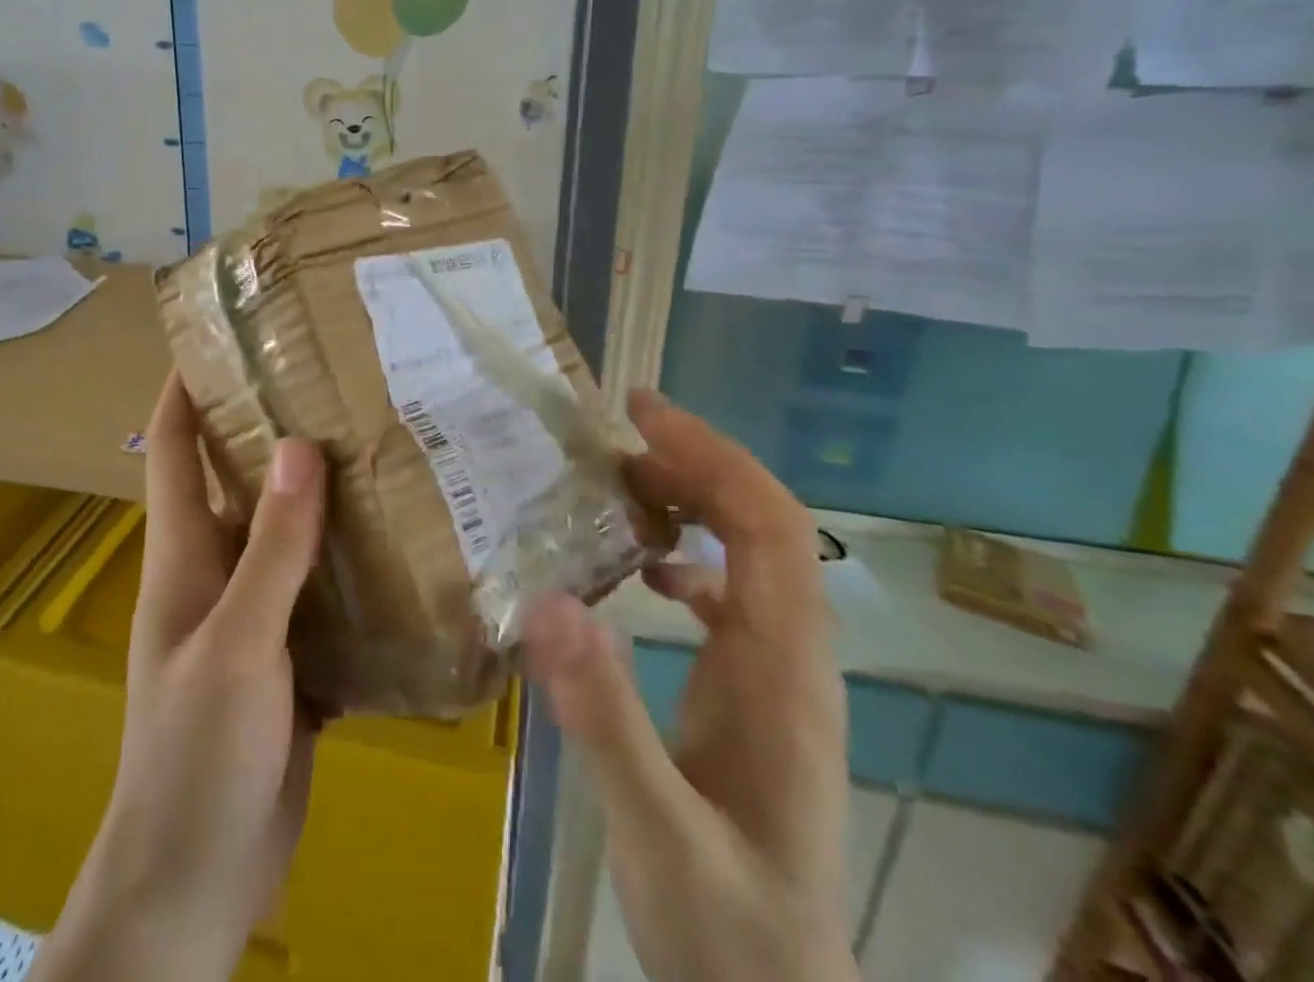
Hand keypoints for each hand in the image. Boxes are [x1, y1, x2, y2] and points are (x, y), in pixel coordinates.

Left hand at [31, 376, 325, 981]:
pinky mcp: (291, 651)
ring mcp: (255, 611)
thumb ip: (272, 550)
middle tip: (340, 379)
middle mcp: (218, 568)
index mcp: (185, 552)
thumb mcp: (237, 645)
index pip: (173, 444)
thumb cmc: (196, 756)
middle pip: (241, 476)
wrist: (198, 882)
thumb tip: (299, 445)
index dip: (187, 384)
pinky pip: (322, 586)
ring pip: (289, 530)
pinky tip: (404, 538)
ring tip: (385, 442)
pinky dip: (352, 558)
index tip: (227, 335)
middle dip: (277, 426)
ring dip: (325, 492)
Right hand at [524, 390, 857, 981]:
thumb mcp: (656, 831)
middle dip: (697, 463)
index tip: (643, 413)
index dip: (713, 456)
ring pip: (751, 555)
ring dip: (694, 501)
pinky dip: (689, 556)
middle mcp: (793, 657)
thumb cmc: (725, 928)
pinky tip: (643, 570)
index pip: (769, 527)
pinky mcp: (756, 695)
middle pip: (765, 525)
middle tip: (619, 431)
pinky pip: (732, 595)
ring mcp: (779, 675)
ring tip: (622, 481)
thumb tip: (549, 600)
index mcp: (782, 670)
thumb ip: (605, 720)